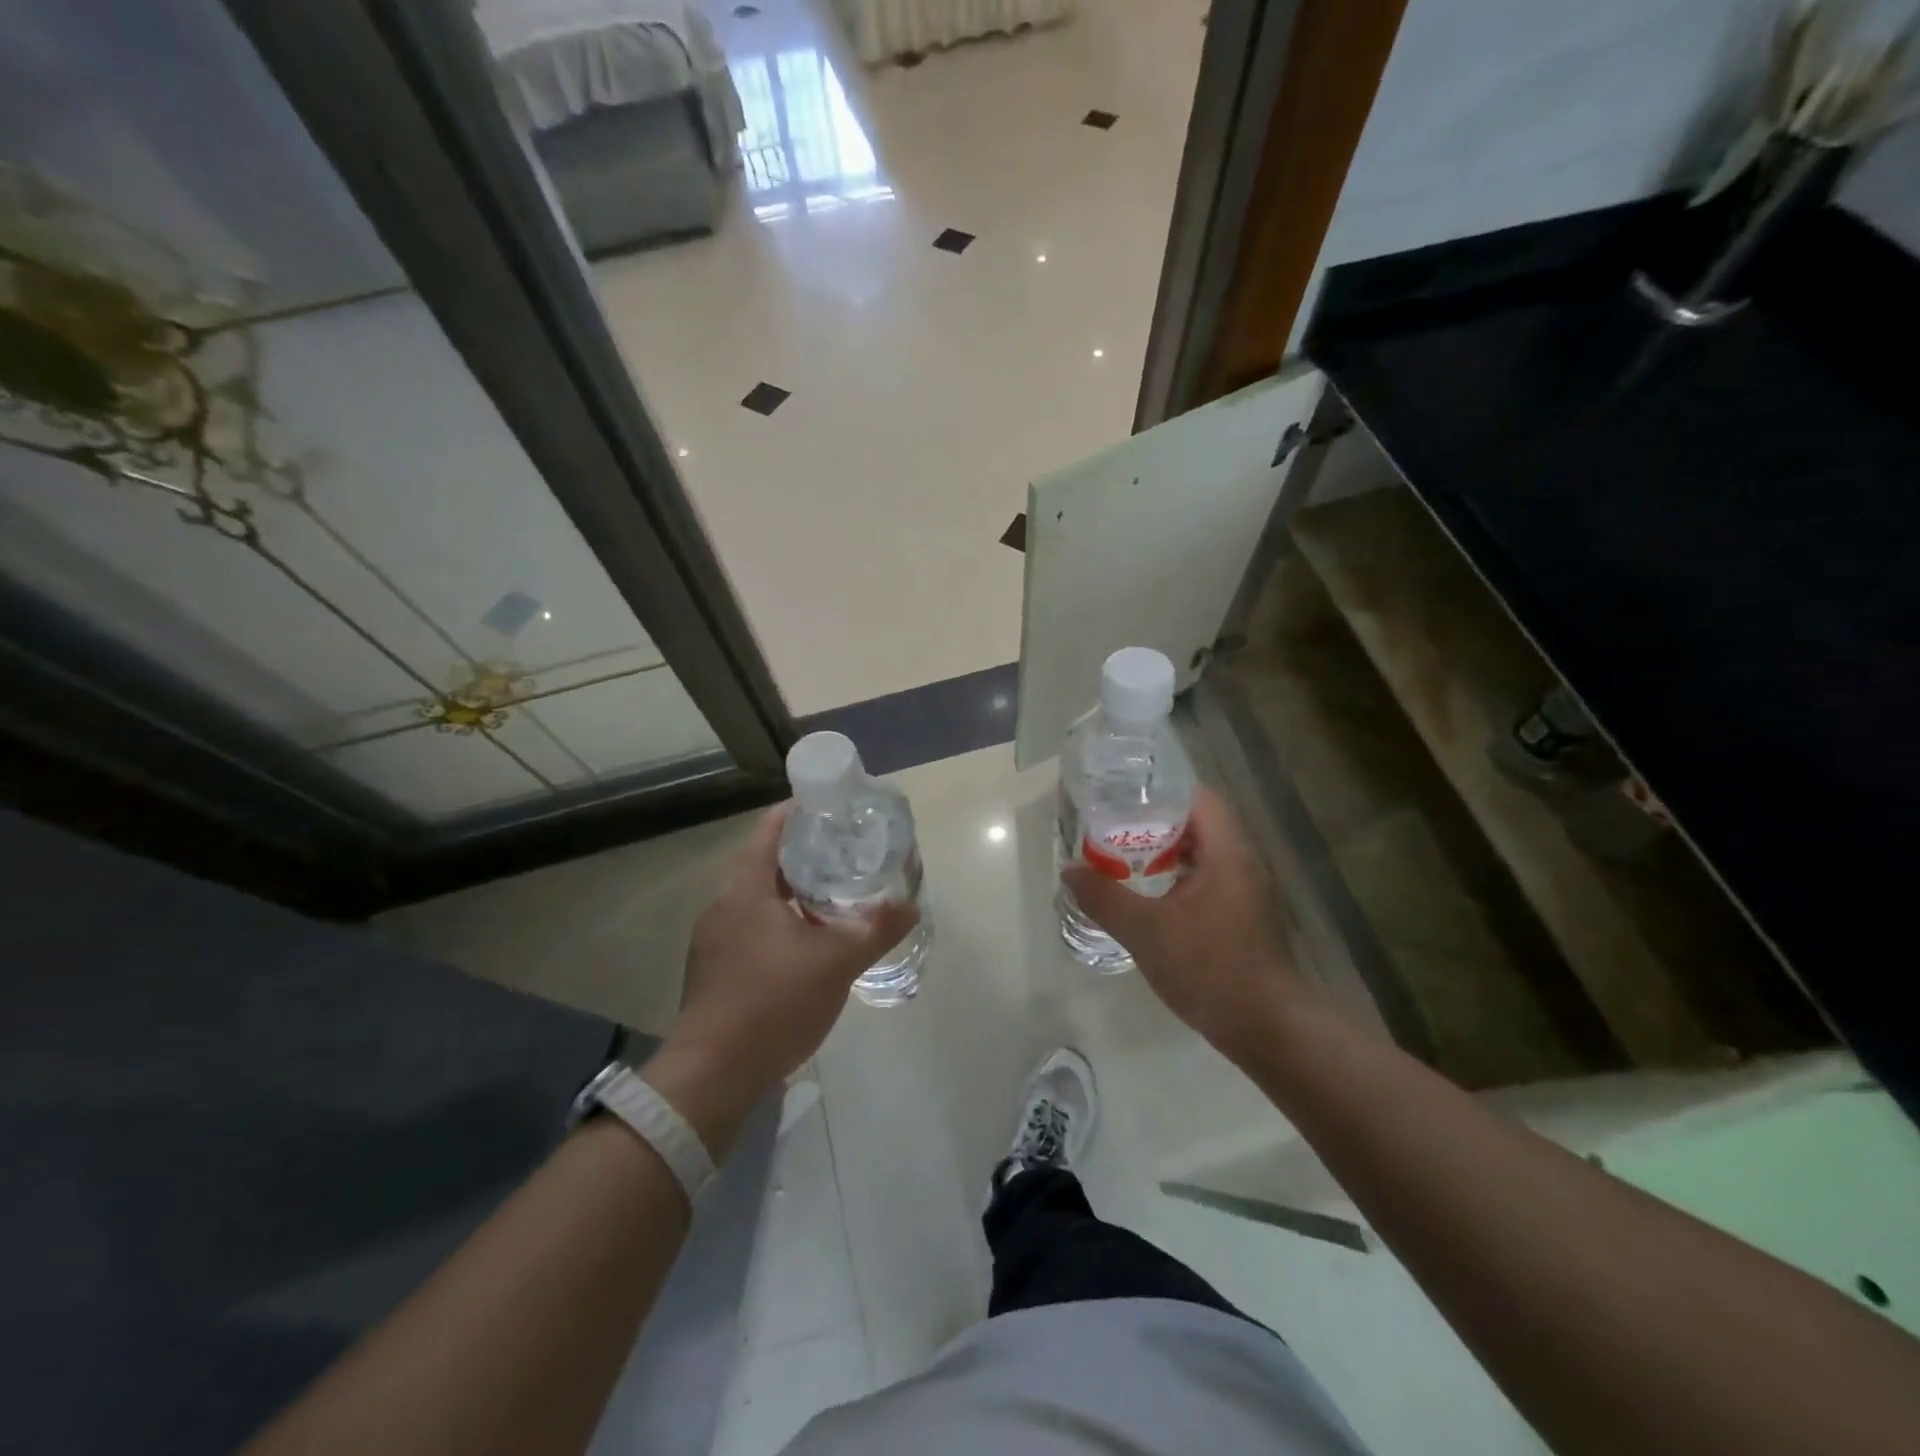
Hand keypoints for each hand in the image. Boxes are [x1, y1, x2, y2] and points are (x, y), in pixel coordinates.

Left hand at [647, 806, 918, 1151]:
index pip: (769, 831)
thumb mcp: (837, 963)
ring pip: (759, 901)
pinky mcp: (715, 972)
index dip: (798, 813)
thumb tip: (910, 906)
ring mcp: (714, 942)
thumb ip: (876, 930)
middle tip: (846, 853)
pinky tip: (809, 945)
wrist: (712, 1076)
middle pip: (765, 864)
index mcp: (745, 891)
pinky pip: (753, 930)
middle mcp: (724, 907)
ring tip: (835, 896)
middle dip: (805, 856)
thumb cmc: (773, 1003)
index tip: (831, 809)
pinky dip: (782, 924)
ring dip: (794, 893)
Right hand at [1062, 785, 1301, 1063]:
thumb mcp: (1146, 931)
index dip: (1161, 790)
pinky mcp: (1242, 916)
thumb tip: (1070, 871)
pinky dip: (1176, 878)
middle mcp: (1242, 862)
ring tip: (1121, 856)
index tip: (1123, 795)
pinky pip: (1206, 880)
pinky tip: (1147, 896)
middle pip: (1197, 823)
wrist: (1265, 1027)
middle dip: (1154, 822)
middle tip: (1111, 826)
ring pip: (1201, 854)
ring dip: (1164, 853)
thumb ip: (1104, 897)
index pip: (1198, 797)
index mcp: (1227, 852)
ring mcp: (1245, 891)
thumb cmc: (1209, 967)